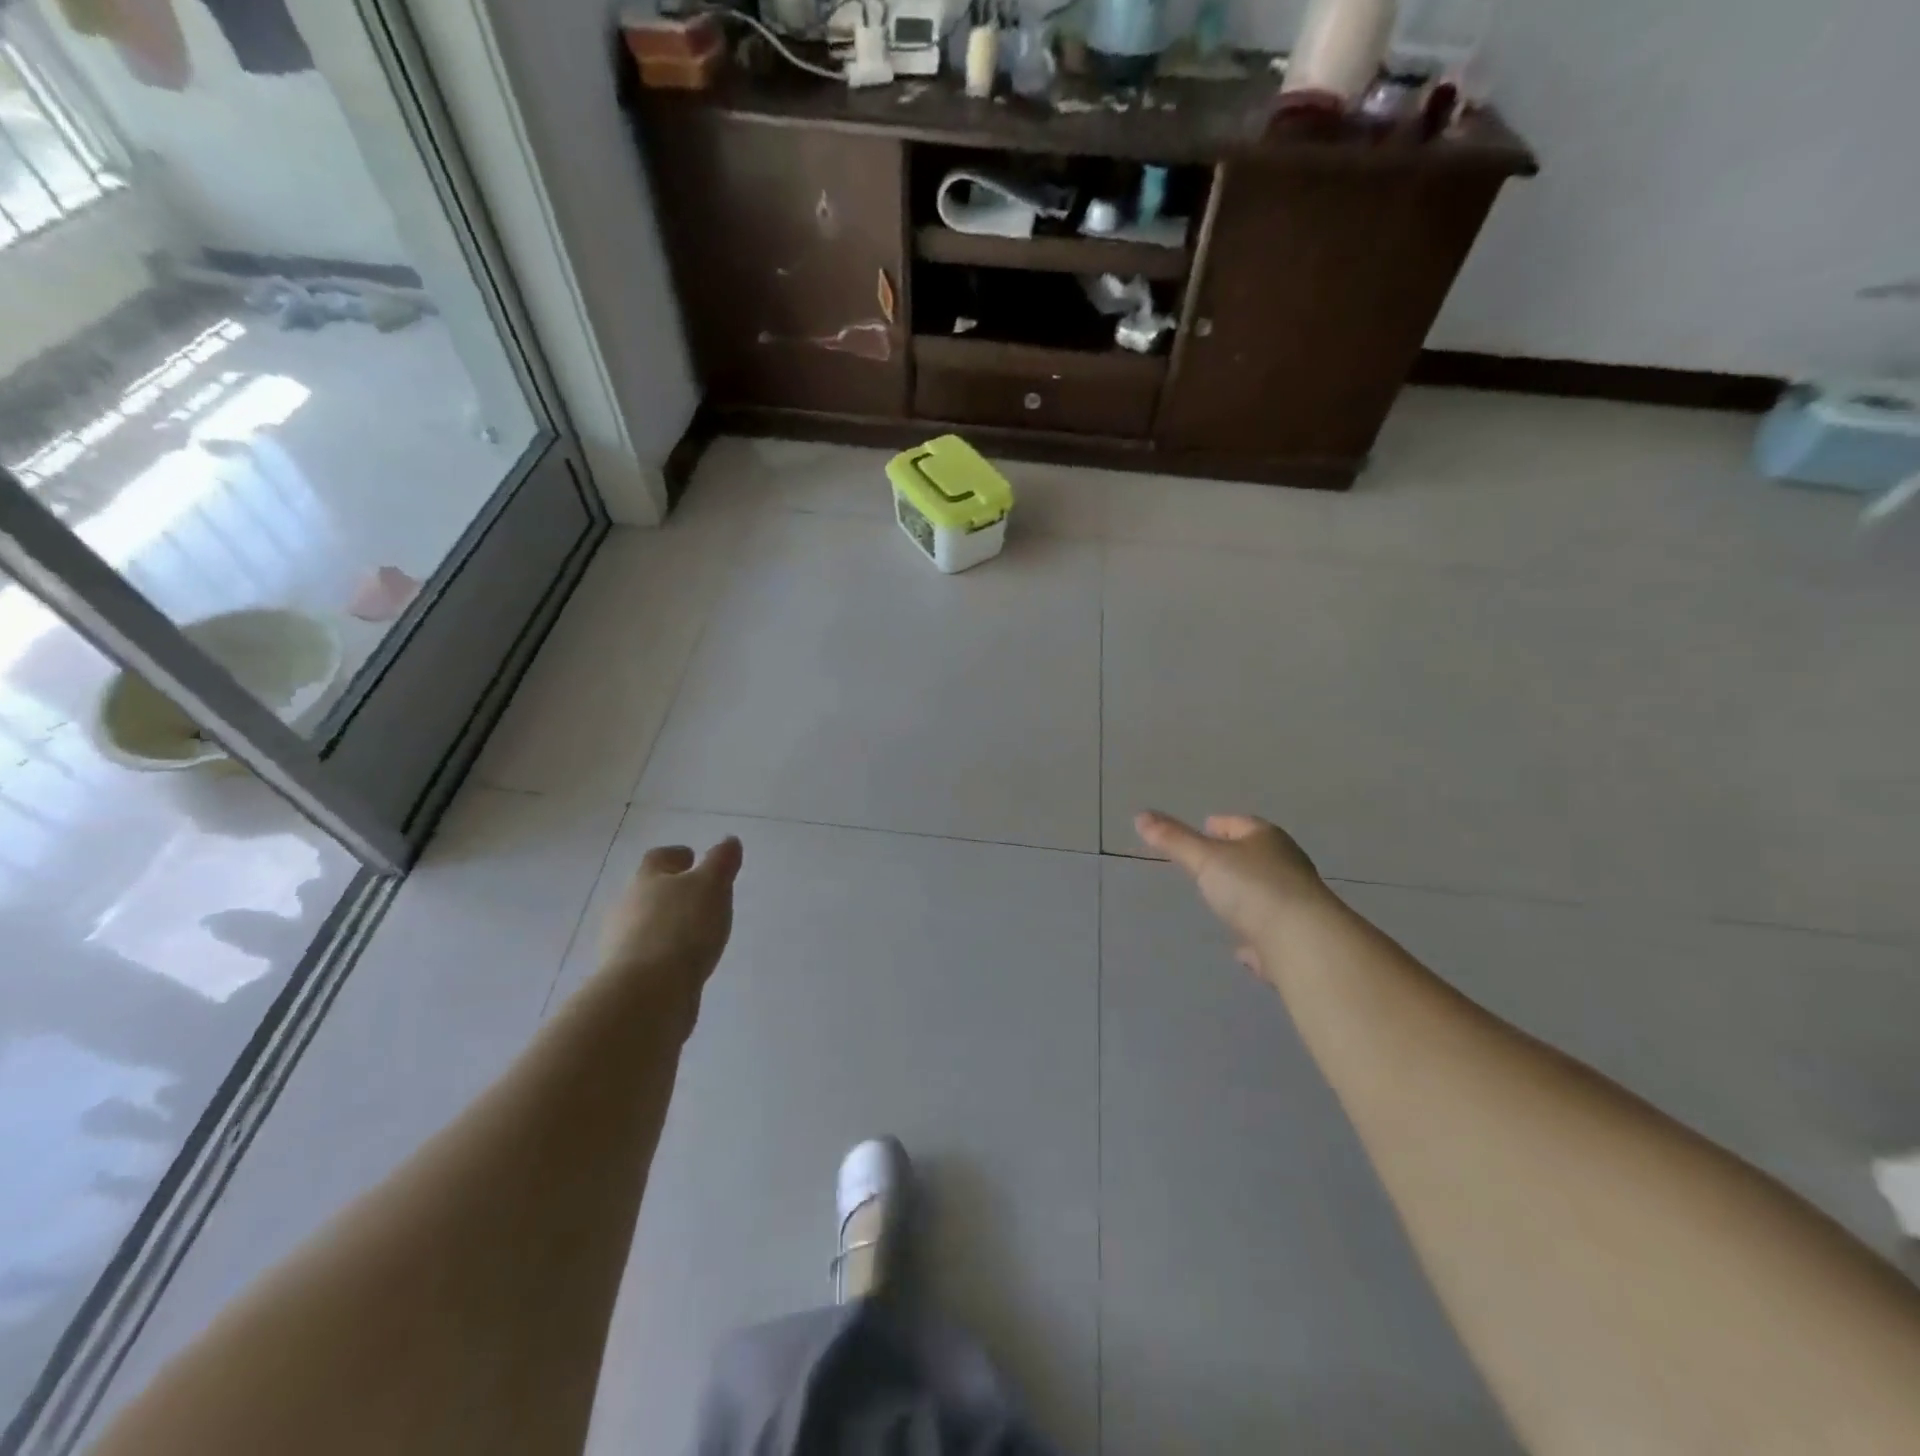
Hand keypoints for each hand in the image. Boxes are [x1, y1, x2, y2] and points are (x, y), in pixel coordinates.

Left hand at [597, 839, 742, 1009]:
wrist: (647, 994)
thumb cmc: (681, 928)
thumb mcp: (711, 887)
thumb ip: (721, 863)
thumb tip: (729, 841)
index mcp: (647, 880)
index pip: (658, 858)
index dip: (676, 855)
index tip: (692, 857)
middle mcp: (627, 908)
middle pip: (648, 891)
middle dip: (671, 892)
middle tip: (699, 896)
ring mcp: (622, 944)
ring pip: (646, 925)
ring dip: (667, 924)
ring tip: (696, 932)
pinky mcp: (627, 977)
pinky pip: (648, 956)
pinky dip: (664, 954)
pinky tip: (684, 962)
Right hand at [1134, 811, 1328, 983]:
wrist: (1304, 943)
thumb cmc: (1253, 888)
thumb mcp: (1205, 859)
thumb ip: (1174, 840)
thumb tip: (1140, 816)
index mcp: (1267, 840)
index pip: (1241, 823)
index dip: (1222, 824)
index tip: (1206, 827)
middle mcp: (1288, 867)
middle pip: (1258, 856)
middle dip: (1236, 858)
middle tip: (1210, 862)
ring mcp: (1296, 904)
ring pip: (1267, 894)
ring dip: (1248, 896)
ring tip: (1223, 904)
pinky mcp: (1298, 940)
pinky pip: (1271, 934)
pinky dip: (1256, 937)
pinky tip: (1243, 951)